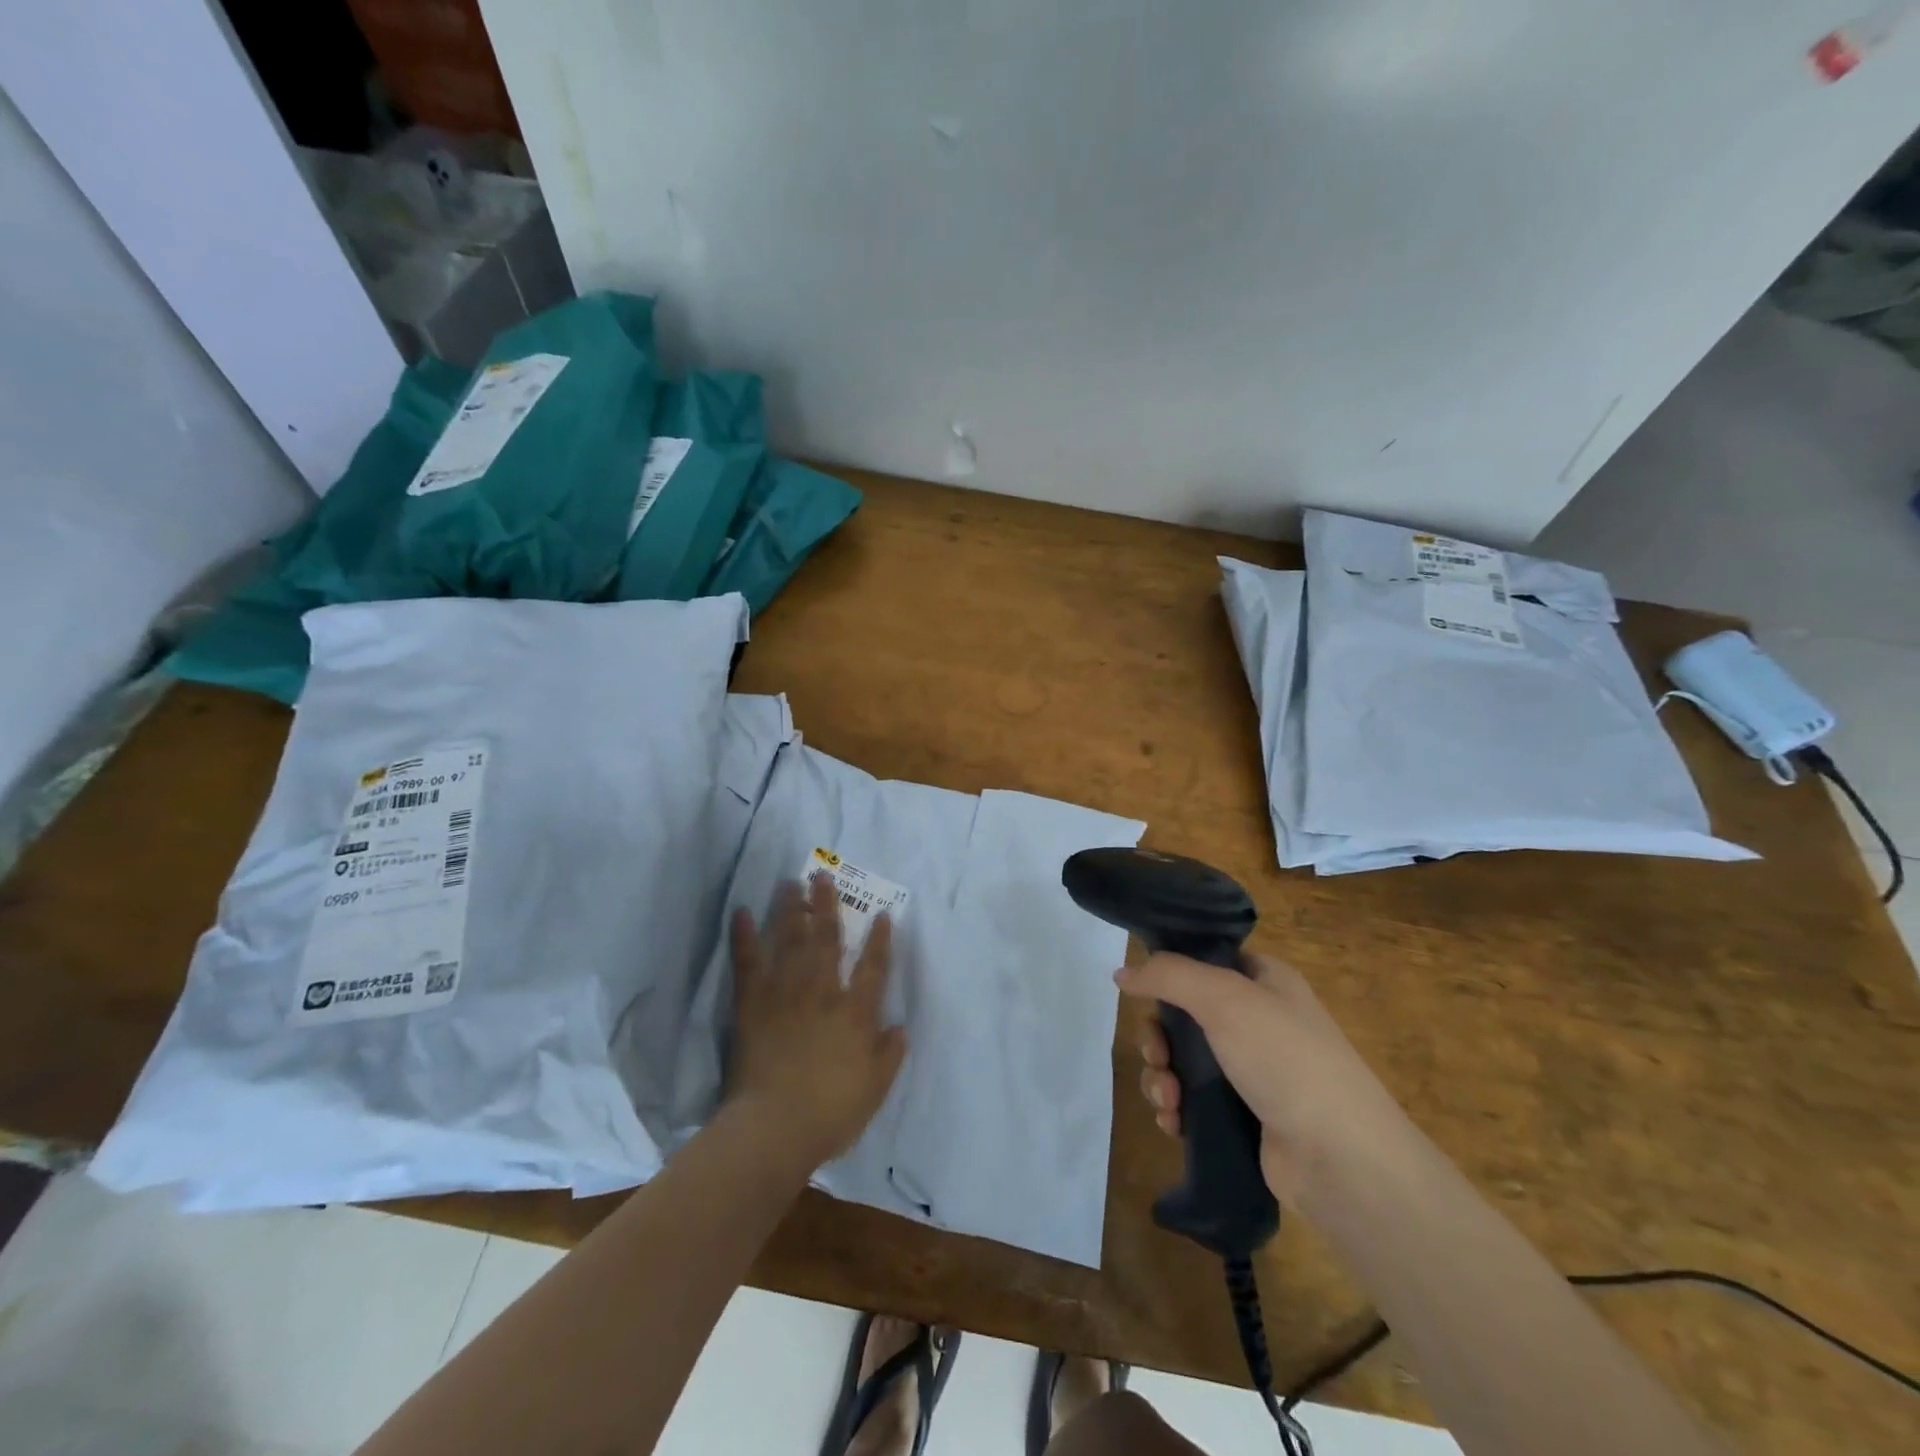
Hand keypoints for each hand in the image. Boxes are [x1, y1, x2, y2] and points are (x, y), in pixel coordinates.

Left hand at [726, 873, 906, 1166]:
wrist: (774, 1127)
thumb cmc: (830, 1111)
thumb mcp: (875, 1088)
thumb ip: (889, 1055)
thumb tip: (899, 1027)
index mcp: (856, 1012)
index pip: (874, 967)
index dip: (880, 939)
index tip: (882, 914)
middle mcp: (823, 991)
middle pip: (828, 939)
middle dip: (828, 905)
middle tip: (823, 875)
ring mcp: (786, 993)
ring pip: (791, 940)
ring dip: (792, 909)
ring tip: (792, 883)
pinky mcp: (753, 1004)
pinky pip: (748, 963)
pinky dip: (744, 937)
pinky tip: (742, 913)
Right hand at [1119, 952, 1410, 1203]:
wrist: (1341, 1159)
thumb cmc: (1285, 1058)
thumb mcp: (1224, 998)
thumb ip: (1168, 975)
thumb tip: (1121, 972)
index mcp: (1265, 981)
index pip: (1207, 960)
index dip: (1172, 972)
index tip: (1143, 989)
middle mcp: (1259, 1021)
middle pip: (1185, 1015)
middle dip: (1159, 1038)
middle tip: (1156, 1056)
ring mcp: (1253, 1072)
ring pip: (1184, 1062)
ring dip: (1162, 1078)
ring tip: (1167, 1100)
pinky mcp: (1244, 1117)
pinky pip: (1194, 1102)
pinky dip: (1176, 1109)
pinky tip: (1173, 1123)